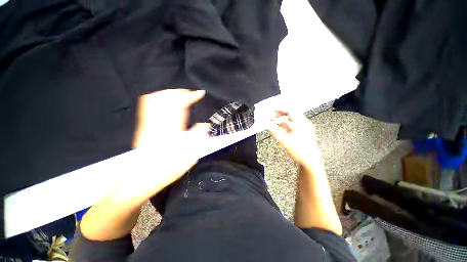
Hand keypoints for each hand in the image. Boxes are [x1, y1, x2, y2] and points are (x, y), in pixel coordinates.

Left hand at [132, 89, 210, 194]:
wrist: (140, 178)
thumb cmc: (165, 169)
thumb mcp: (187, 157)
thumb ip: (198, 138)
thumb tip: (206, 125)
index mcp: (170, 130)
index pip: (179, 105)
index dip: (190, 96)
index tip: (200, 93)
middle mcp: (158, 123)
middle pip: (166, 98)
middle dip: (180, 92)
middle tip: (191, 93)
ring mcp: (149, 124)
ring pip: (156, 99)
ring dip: (170, 94)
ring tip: (182, 95)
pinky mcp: (145, 126)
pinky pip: (150, 106)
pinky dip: (160, 99)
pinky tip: (166, 102)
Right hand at [270, 111, 320, 164]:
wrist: (310, 160)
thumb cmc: (301, 151)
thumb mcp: (285, 141)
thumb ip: (275, 132)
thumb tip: (270, 126)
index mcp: (301, 123)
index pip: (289, 110)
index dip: (279, 109)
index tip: (273, 110)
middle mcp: (304, 123)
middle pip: (290, 114)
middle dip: (279, 116)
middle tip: (272, 119)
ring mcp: (305, 127)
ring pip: (291, 120)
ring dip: (282, 121)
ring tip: (275, 125)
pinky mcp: (304, 131)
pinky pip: (294, 125)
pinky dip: (287, 126)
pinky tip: (283, 130)